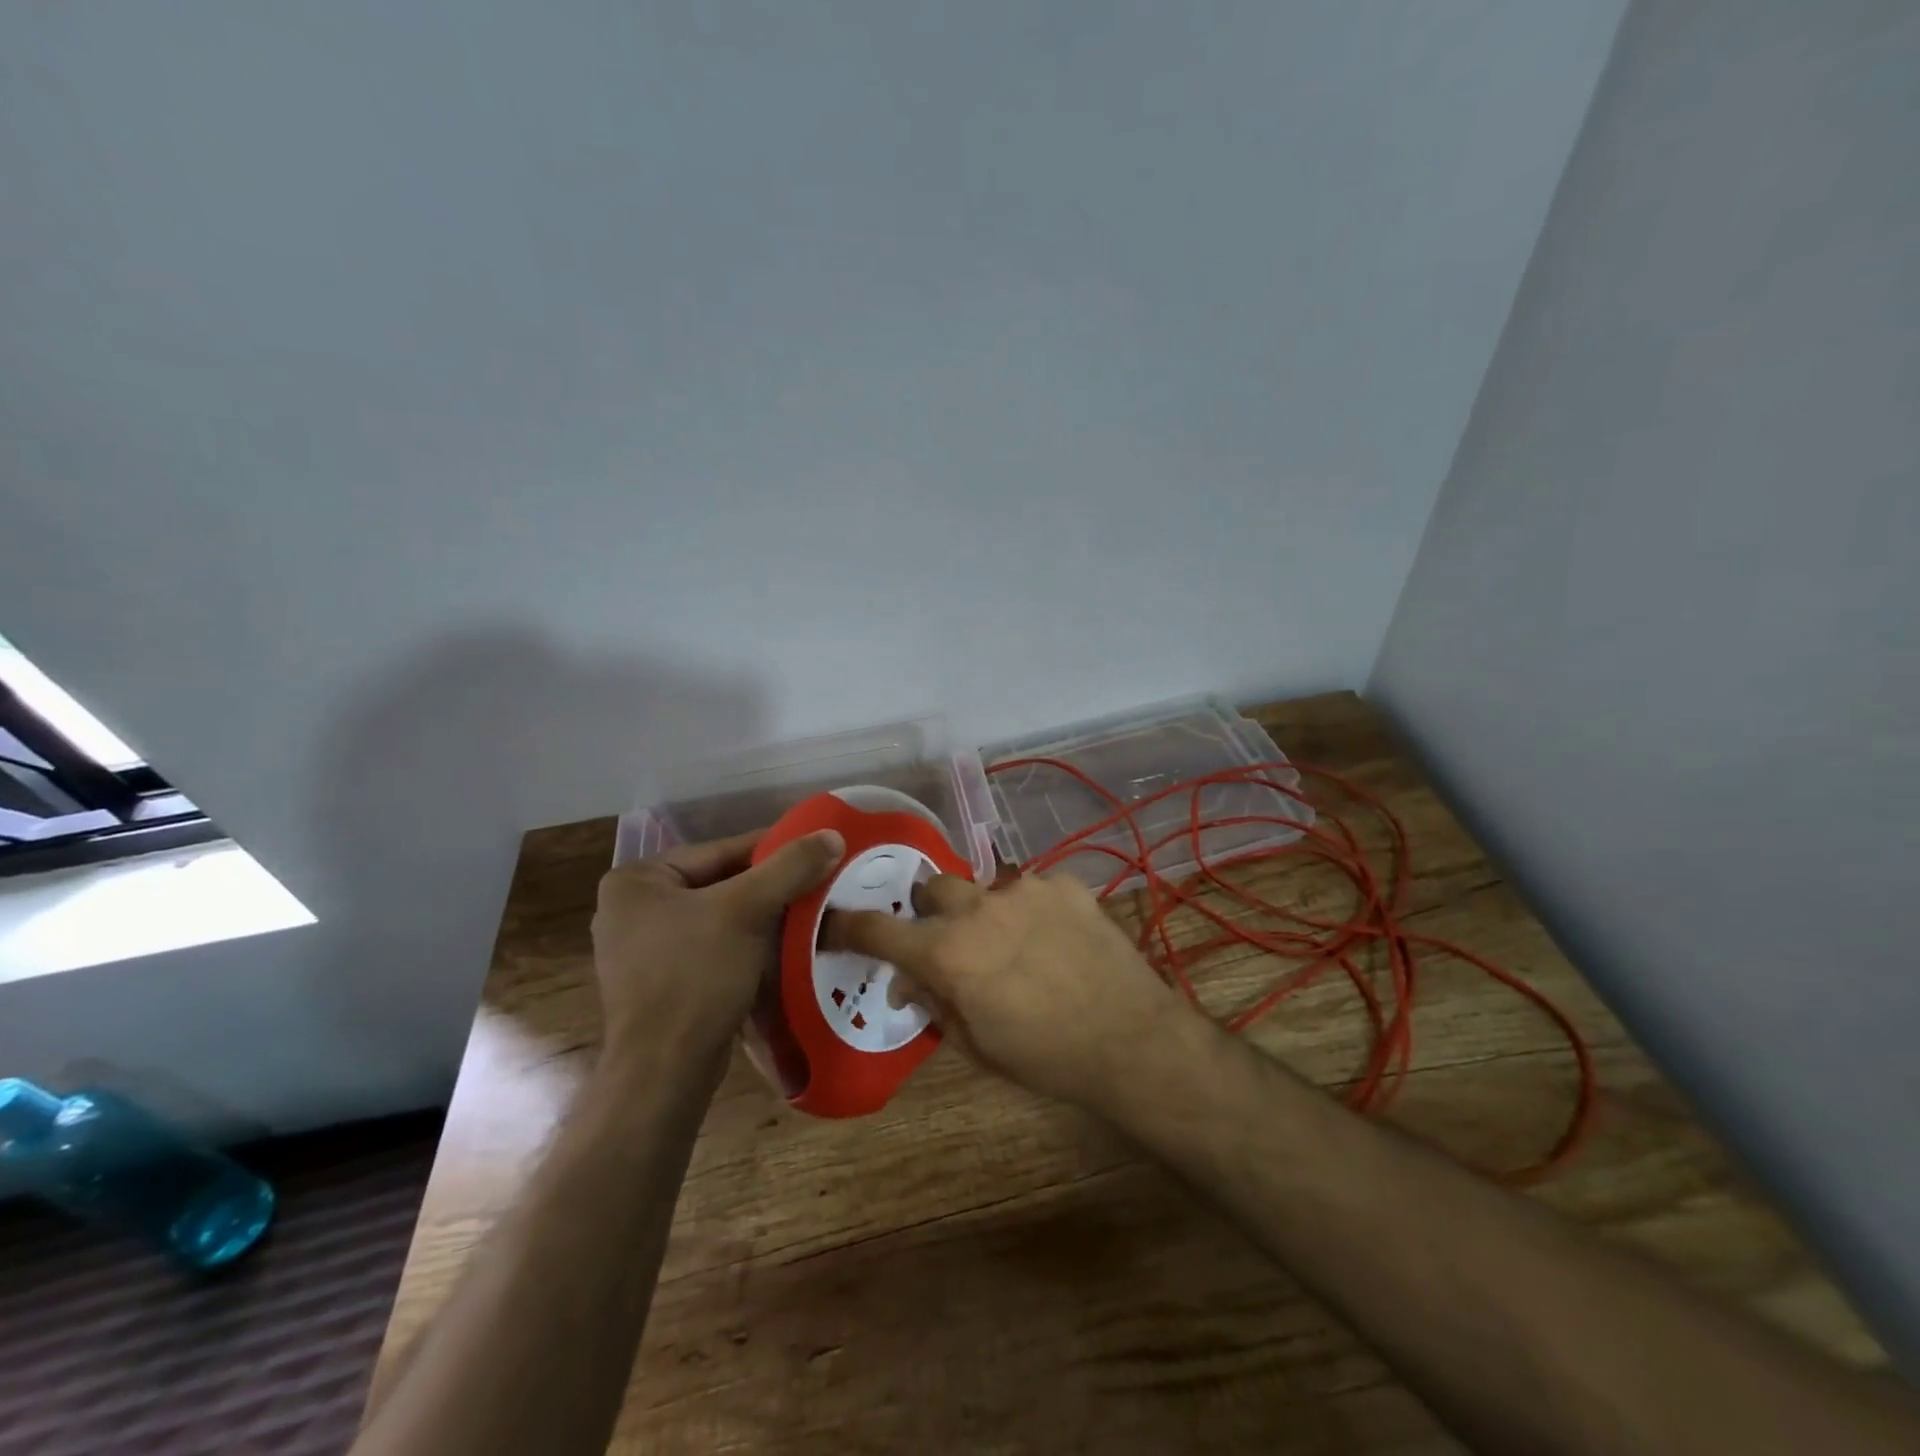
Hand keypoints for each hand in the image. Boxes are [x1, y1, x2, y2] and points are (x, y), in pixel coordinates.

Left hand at [592, 828, 843, 1067]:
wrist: (665, 1070)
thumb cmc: (696, 976)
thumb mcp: (747, 910)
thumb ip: (790, 867)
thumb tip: (832, 834)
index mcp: (636, 880)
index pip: (720, 851)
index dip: (774, 850)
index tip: (817, 850)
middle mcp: (630, 908)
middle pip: (720, 884)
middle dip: (769, 887)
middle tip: (817, 884)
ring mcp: (641, 949)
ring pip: (718, 917)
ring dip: (761, 917)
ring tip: (807, 914)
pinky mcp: (659, 983)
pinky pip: (711, 947)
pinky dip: (745, 945)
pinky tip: (780, 949)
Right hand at [823, 872, 1183, 1108]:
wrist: (1131, 1039)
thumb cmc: (1046, 1057)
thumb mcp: (977, 1045)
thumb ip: (934, 1002)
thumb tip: (905, 979)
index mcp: (948, 953)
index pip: (879, 930)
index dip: (849, 926)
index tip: (836, 924)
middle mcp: (979, 908)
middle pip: (934, 888)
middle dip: (932, 910)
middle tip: (950, 939)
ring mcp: (1025, 889)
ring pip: (986, 886)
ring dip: (986, 910)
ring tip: (1014, 944)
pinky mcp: (1065, 883)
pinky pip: (1033, 887)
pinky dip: (1031, 909)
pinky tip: (1055, 939)